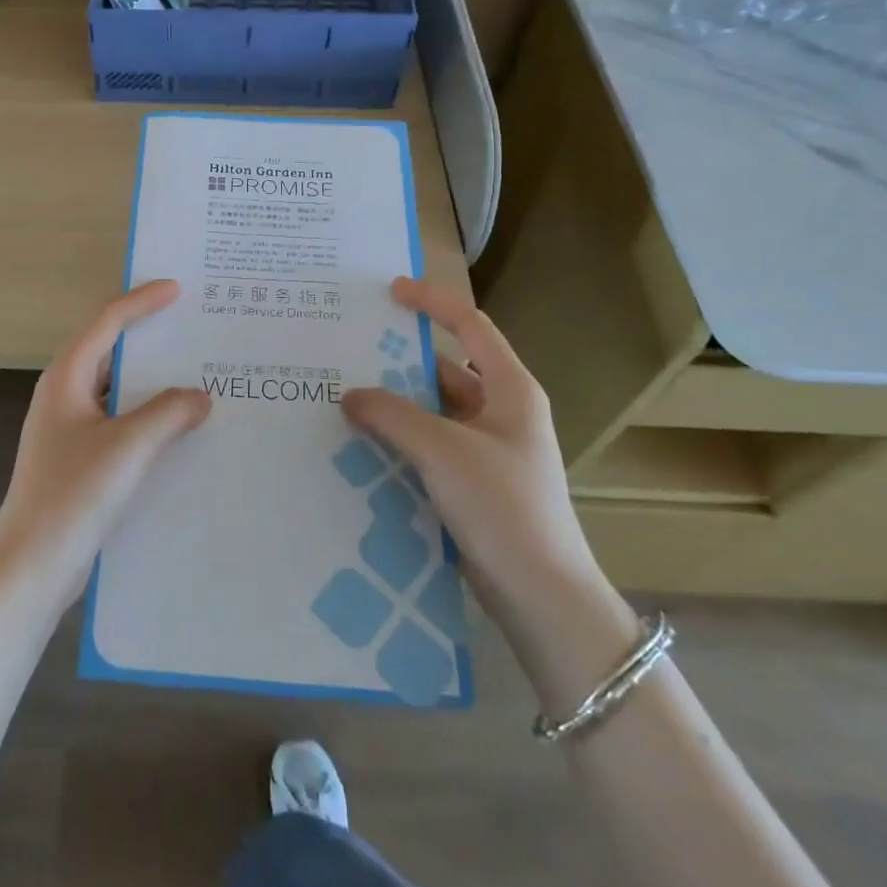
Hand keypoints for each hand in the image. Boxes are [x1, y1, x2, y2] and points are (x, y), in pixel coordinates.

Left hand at [0, 280, 212, 606]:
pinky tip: (177, 428)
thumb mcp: (129, 446)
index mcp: (67, 377)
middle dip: (149, 338)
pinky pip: (118, 420)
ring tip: (194, 374)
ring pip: (116, 388)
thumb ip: (169, 413)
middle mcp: (64, 394)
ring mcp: (68, 427)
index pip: (107, 322)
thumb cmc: (75, 493)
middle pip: (109, 350)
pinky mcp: (77, 457)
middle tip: (191, 327)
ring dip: (151, 381)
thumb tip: (201, 396)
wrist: (32, 564)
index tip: (177, 289)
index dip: (142, 301)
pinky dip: (147, 414)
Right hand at [341, 277, 604, 624]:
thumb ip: (391, 415)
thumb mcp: (442, 450)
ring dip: (395, 404)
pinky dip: (400, 439)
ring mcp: (488, 450)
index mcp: (510, 390)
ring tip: (345, 397)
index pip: (470, 326)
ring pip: (434, 410)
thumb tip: (349, 395)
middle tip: (350, 351)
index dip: (432, 302)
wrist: (541, 596)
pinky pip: (430, 445)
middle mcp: (502, 412)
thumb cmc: (502, 506)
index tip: (391, 291)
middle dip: (399, 360)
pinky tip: (363, 444)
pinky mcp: (474, 483)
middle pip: (445, 369)